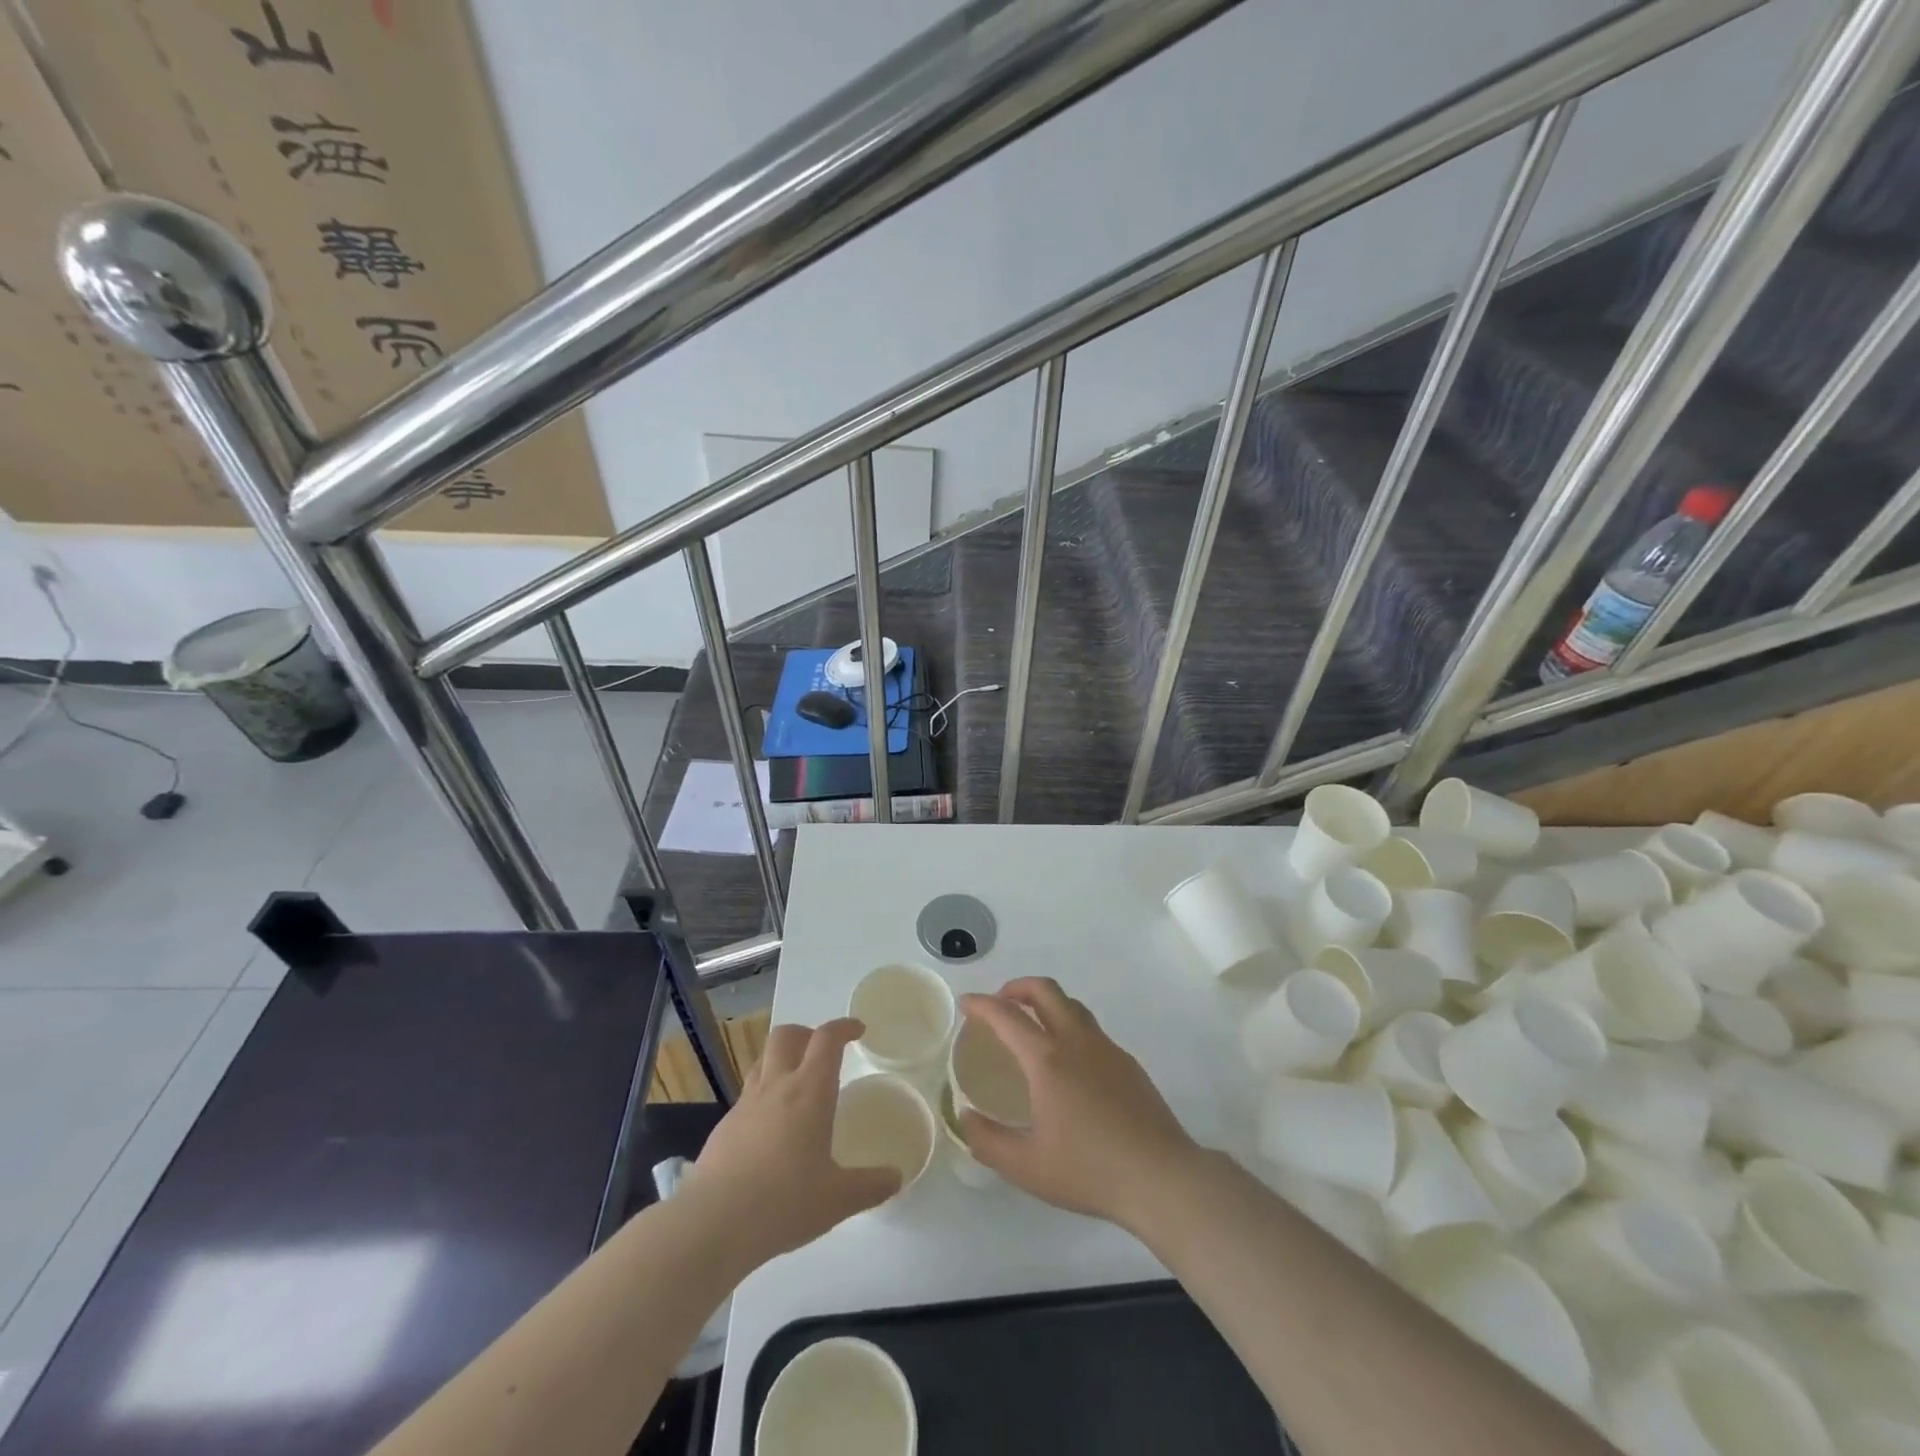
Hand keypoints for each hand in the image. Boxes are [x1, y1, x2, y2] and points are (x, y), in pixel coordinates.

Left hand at [681, 1019, 900, 1273]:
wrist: (712, 1224)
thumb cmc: (784, 1202)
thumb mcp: (838, 1199)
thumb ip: (871, 1186)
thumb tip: (897, 1178)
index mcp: (809, 1091)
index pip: (827, 1039)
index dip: (843, 1027)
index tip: (858, 1030)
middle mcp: (776, 1086)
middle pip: (786, 1035)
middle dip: (806, 1034)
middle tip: (822, 1052)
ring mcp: (745, 1105)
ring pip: (763, 1061)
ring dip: (782, 1060)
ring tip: (796, 1086)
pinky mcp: (723, 1128)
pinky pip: (747, 1097)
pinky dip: (763, 1098)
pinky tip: (770, 1131)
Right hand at [957, 978, 1202, 1232]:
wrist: (1161, 1178)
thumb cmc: (1089, 1171)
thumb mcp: (1026, 1167)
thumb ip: (988, 1141)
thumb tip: (965, 1117)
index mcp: (1047, 1059)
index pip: (1007, 1015)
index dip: (982, 1004)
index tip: (966, 1003)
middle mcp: (1076, 1041)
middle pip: (1044, 990)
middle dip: (1016, 987)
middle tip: (1000, 1005)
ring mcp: (1106, 1048)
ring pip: (1071, 1005)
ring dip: (1046, 1003)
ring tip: (1032, 1028)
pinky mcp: (1127, 1063)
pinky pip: (1091, 1029)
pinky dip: (1069, 1026)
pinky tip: (1068, 1064)